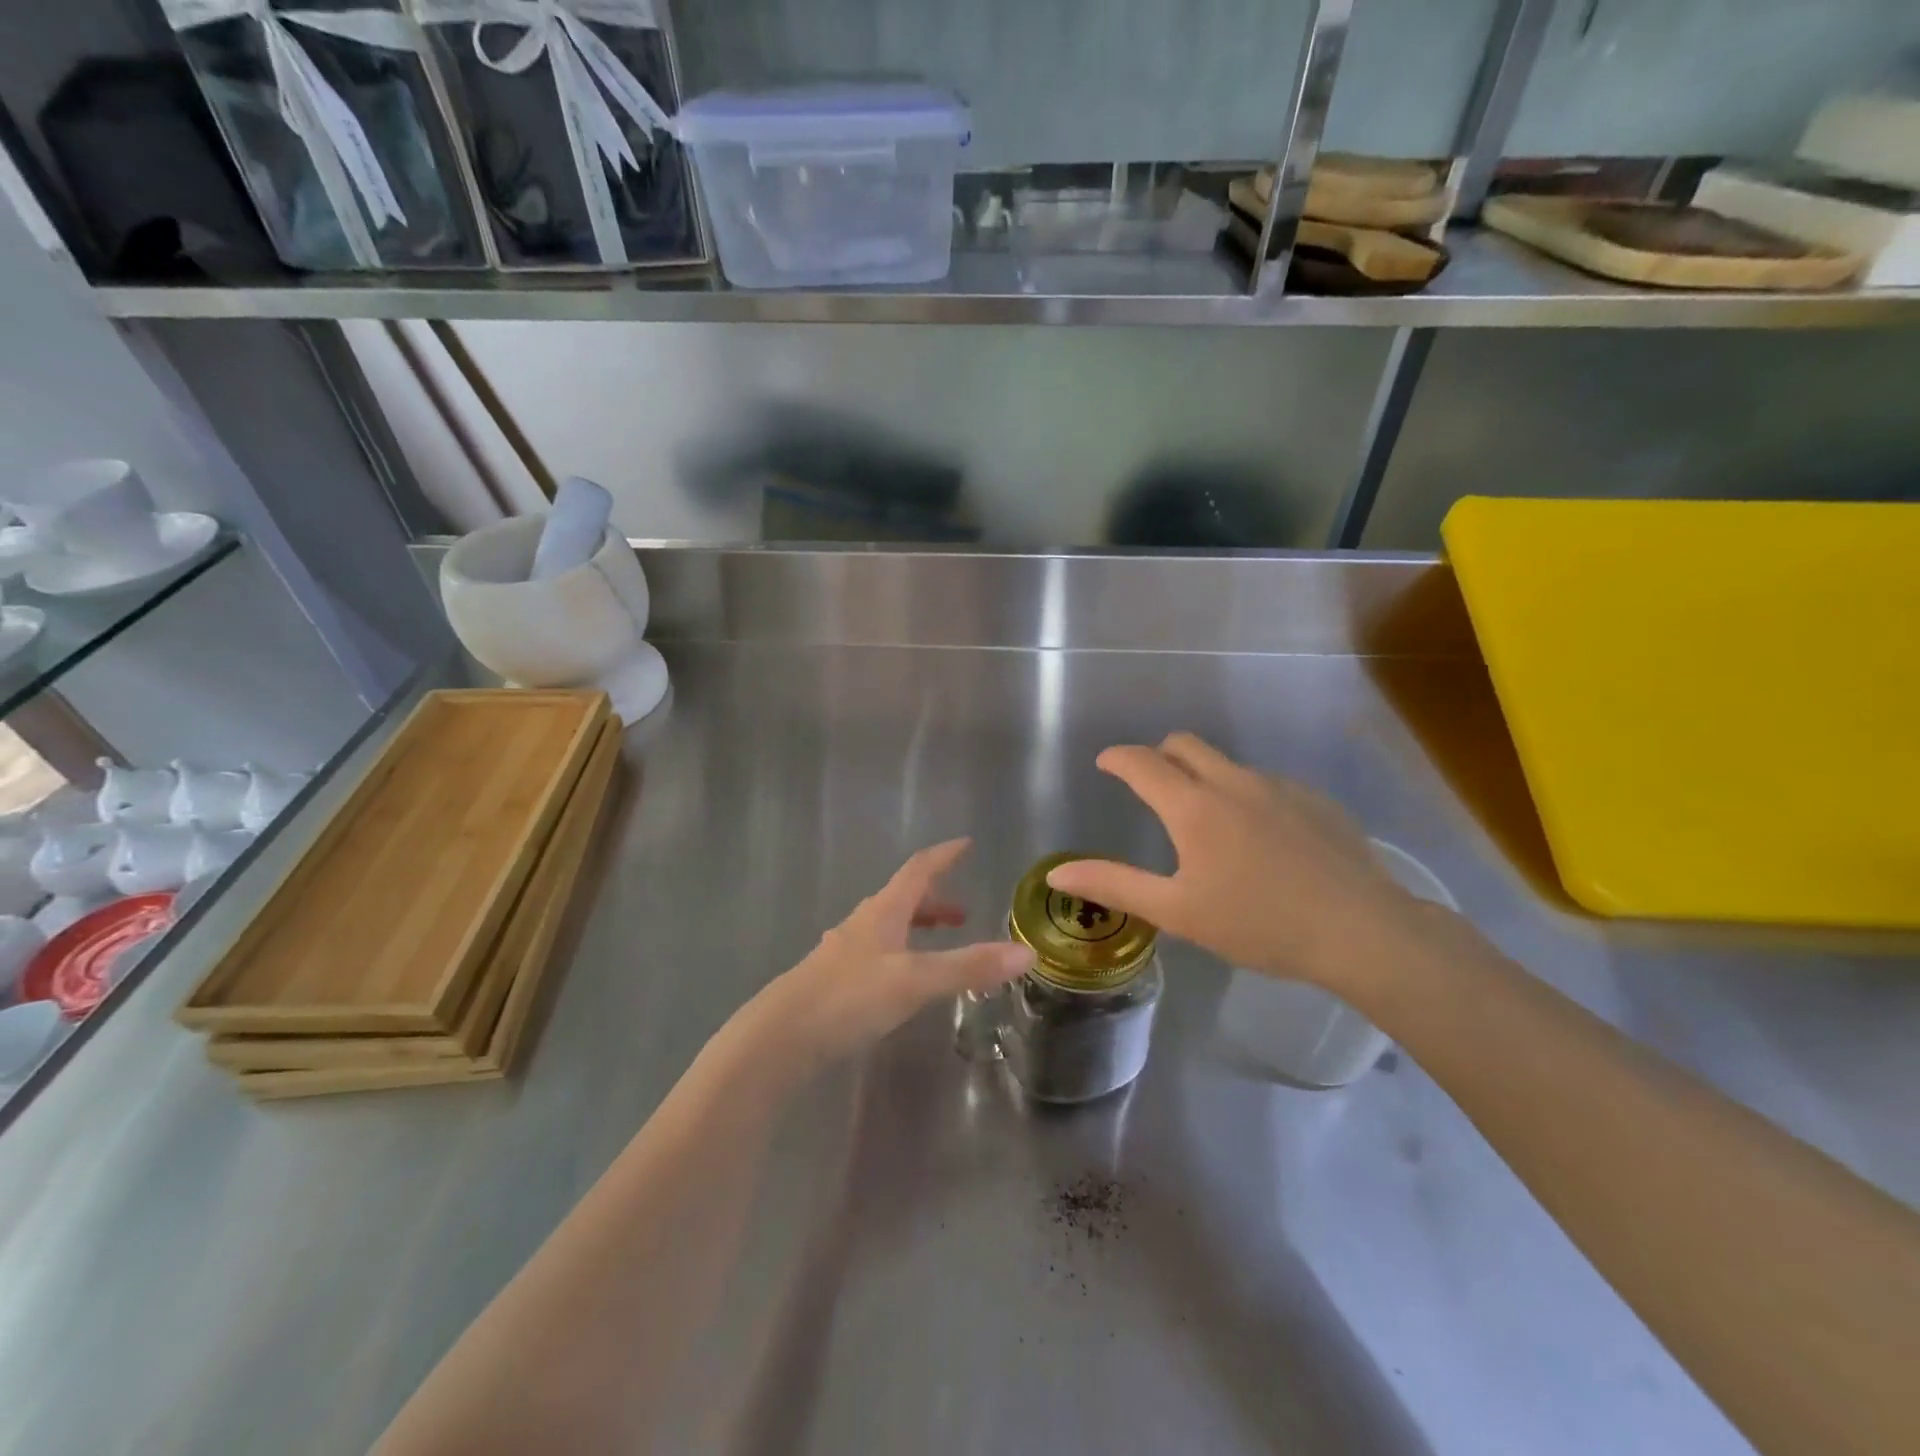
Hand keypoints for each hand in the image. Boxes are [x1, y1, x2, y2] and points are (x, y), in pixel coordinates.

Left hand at [742, 840, 1029, 1072]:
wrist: (780, 1037)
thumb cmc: (849, 997)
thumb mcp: (916, 981)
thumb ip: (969, 967)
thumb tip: (1026, 953)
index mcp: (883, 911)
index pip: (918, 870)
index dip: (943, 856)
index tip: (965, 844)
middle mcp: (863, 924)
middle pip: (903, 899)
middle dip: (935, 901)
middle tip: (963, 912)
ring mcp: (845, 952)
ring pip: (889, 928)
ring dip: (917, 928)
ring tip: (940, 947)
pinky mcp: (835, 982)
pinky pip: (877, 954)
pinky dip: (901, 955)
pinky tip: (902, 983)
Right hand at [1047, 734, 1443, 994]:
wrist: (1362, 931)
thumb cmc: (1258, 923)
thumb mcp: (1177, 911)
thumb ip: (1114, 885)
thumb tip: (1056, 873)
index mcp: (1194, 806)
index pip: (1142, 763)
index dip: (1117, 757)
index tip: (1105, 763)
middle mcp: (1233, 782)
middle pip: (1185, 745)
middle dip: (1159, 755)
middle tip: (1150, 785)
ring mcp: (1279, 787)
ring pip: (1227, 764)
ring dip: (1204, 777)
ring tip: (1208, 824)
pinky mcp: (1314, 800)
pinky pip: (1265, 784)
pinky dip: (1245, 797)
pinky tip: (1262, 842)